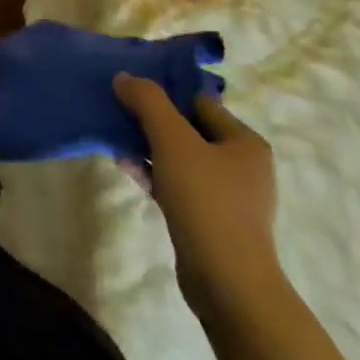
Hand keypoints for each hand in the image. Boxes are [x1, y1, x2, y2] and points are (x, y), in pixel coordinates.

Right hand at [114, 73, 282, 319]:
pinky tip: (125, 167)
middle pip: (187, 128)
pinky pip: (176, 183)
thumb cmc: (206, 201)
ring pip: (179, 157)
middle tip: (117, 112)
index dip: (164, 92)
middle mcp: (242, 165)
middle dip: (150, 121)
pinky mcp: (210, 219)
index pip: (198, 101)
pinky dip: (152, 173)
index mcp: (245, 142)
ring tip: (114, 139)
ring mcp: (227, 196)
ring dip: (146, 146)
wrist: (227, 283)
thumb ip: (148, 101)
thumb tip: (125, 77)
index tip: (129, 89)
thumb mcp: (172, 140)